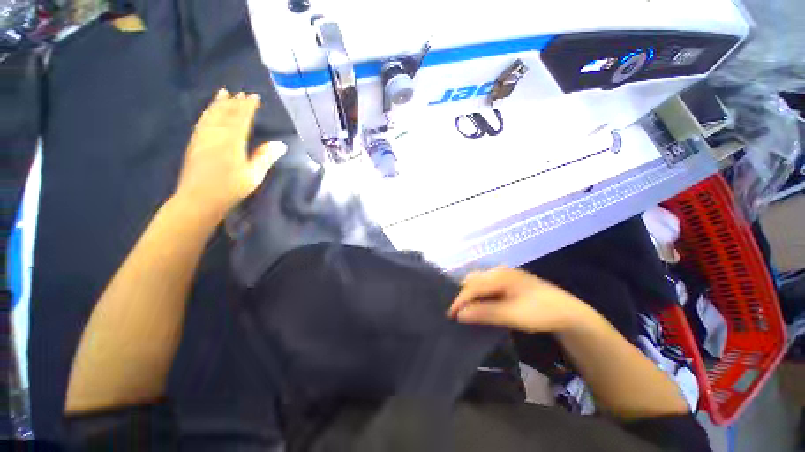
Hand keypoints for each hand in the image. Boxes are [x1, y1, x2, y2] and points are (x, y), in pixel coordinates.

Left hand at [174, 88, 286, 220]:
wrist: (198, 199)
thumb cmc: (230, 189)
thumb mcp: (253, 175)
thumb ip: (265, 157)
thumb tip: (280, 144)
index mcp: (232, 141)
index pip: (241, 118)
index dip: (248, 106)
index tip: (254, 96)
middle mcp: (216, 134)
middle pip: (225, 113)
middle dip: (234, 102)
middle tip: (240, 92)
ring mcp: (202, 138)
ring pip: (211, 115)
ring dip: (218, 103)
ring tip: (222, 93)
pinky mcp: (194, 144)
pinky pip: (201, 122)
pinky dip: (207, 113)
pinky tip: (208, 112)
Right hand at [447, 268, 587, 332]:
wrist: (568, 313)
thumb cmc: (540, 312)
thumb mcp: (511, 315)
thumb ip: (484, 313)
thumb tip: (459, 314)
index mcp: (499, 275)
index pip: (472, 286)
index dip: (459, 300)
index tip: (451, 315)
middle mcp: (498, 271)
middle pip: (473, 280)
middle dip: (463, 296)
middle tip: (459, 313)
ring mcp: (504, 275)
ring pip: (479, 282)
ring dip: (471, 296)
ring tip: (468, 311)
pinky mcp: (508, 282)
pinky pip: (487, 286)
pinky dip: (480, 296)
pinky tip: (482, 306)